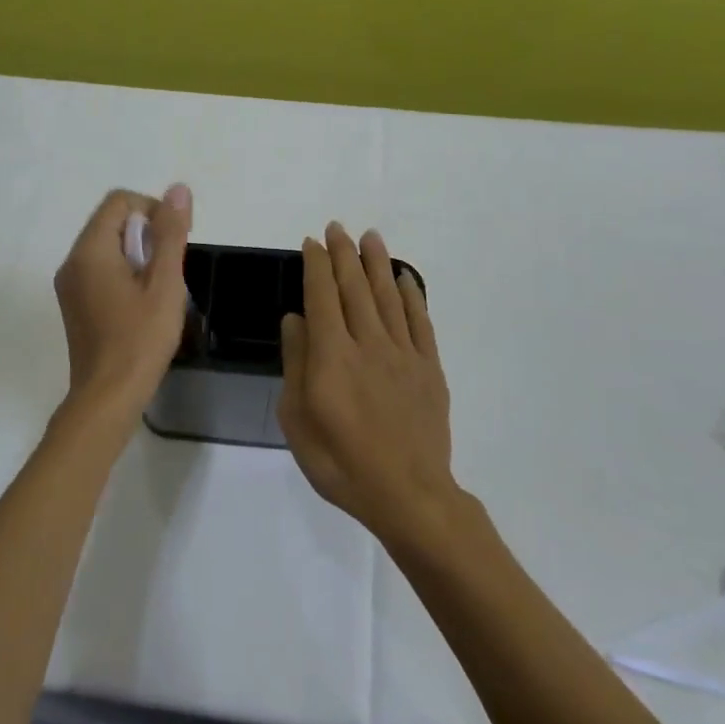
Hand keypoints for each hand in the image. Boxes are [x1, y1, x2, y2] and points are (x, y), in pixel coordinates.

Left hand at [52, 185, 192, 417]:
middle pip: (111, 222)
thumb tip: (178, 189)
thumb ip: (171, 233)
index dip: (152, 210)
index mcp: (90, 250)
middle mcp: (72, 260)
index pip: (119, 201)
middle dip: (145, 234)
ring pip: (106, 246)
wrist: (107, 397)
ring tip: (158, 289)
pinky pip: (99, 269)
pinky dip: (123, 272)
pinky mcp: (73, 303)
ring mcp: (69, 284)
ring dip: (136, 254)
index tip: (173, 242)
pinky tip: (141, 303)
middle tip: (169, 269)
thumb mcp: (164, 284)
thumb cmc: (140, 339)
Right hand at [277, 222, 457, 544]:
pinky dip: (412, 295)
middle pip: (355, 287)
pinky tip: (405, 278)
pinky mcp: (429, 368)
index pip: (322, 296)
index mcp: (331, 355)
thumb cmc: (341, 463)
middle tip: (338, 228)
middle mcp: (368, 343)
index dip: (316, 265)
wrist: (408, 495)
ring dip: (377, 263)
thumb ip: (296, 365)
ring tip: (370, 237)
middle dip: (344, 254)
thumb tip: (295, 319)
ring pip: (389, 296)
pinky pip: (421, 322)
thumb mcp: (298, 420)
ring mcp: (403, 353)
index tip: (312, 242)